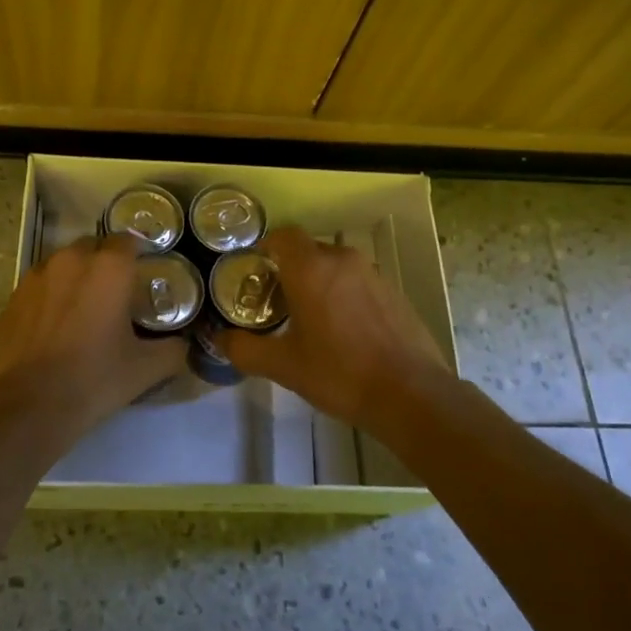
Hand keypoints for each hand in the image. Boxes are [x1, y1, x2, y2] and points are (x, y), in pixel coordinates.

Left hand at [0, 233, 183, 439]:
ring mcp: (37, 275)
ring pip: (63, 263)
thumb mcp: (145, 369)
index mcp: (109, 268)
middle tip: (114, 294)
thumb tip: (182, 345)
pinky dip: (50, 295)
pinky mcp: (14, 296)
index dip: (136, 254)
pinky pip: (40, 285)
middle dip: (104, 263)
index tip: (142, 274)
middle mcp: (72, 260)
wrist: (27, 405)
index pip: (128, 240)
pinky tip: (53, 325)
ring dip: (75, 276)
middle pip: (93, 247)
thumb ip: (172, 350)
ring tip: (82, 309)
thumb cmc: (93, 379)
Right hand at [220, 226, 458, 433]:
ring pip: (335, 266)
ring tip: (311, 320)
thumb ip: (245, 349)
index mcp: (310, 268)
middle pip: (308, 250)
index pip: (282, 235)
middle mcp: (342, 260)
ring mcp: (373, 274)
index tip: (257, 273)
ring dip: (320, 282)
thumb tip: (219, 338)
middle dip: (291, 270)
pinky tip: (346, 331)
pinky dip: (345, 295)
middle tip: (278, 303)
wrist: (411, 394)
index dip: (267, 248)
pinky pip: (358, 282)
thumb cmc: (339, 374)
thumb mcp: (283, 366)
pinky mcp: (394, 291)